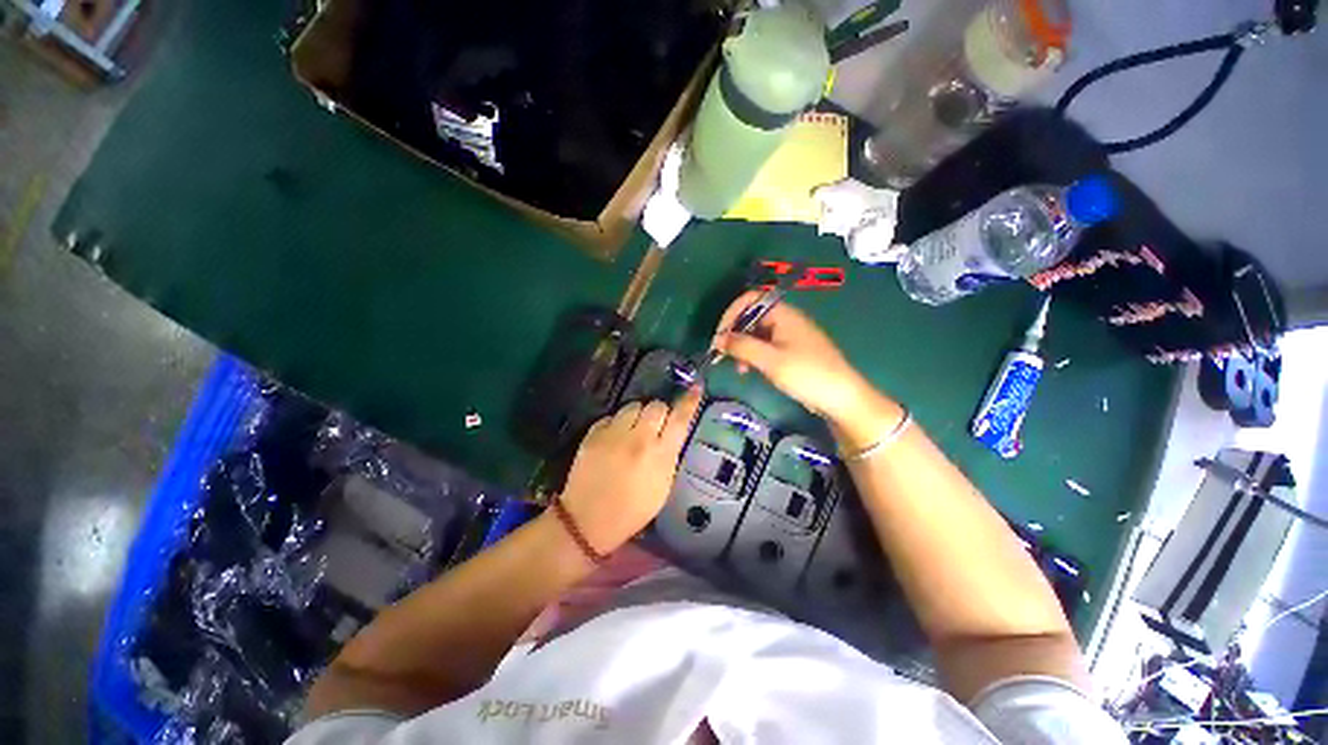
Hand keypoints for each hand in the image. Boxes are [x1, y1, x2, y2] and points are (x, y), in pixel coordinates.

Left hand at [559, 386, 703, 553]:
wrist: (587, 520)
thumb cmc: (632, 511)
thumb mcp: (663, 487)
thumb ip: (669, 455)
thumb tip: (672, 433)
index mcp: (660, 455)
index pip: (680, 418)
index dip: (690, 401)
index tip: (696, 388)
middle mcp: (639, 438)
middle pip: (656, 405)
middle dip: (660, 412)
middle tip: (655, 426)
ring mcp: (614, 434)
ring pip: (633, 405)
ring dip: (638, 414)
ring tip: (633, 429)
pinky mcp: (593, 434)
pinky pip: (612, 416)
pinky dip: (617, 423)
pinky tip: (614, 438)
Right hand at [711, 292, 901, 447]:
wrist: (841, 397)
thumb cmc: (806, 374)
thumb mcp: (769, 360)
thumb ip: (741, 346)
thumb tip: (717, 339)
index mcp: (783, 314)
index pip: (749, 300)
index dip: (730, 314)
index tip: (719, 337)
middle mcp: (786, 319)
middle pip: (751, 316)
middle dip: (735, 334)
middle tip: (723, 355)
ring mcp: (790, 335)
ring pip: (757, 333)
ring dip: (743, 347)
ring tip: (738, 369)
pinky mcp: (792, 351)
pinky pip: (766, 346)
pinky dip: (754, 356)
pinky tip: (750, 371)